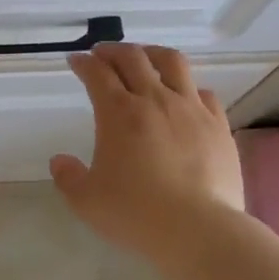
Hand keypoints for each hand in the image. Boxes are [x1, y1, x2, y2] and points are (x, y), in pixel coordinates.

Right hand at [50, 44, 245, 257]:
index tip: (76, 61)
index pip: (97, 74)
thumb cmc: (136, 214)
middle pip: (133, 58)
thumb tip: (60, 161)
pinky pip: (204, 93)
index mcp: (118, 113)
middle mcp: (155, 100)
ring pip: (172, 63)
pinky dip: (189, 87)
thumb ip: (69, 177)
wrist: (198, 229)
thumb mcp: (87, 201)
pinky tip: (185, 96)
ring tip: (145, 57)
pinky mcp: (218, 125)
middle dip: (113, 50)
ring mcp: (191, 109)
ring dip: (153, 53)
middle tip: (103, 54)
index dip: (84, 63)